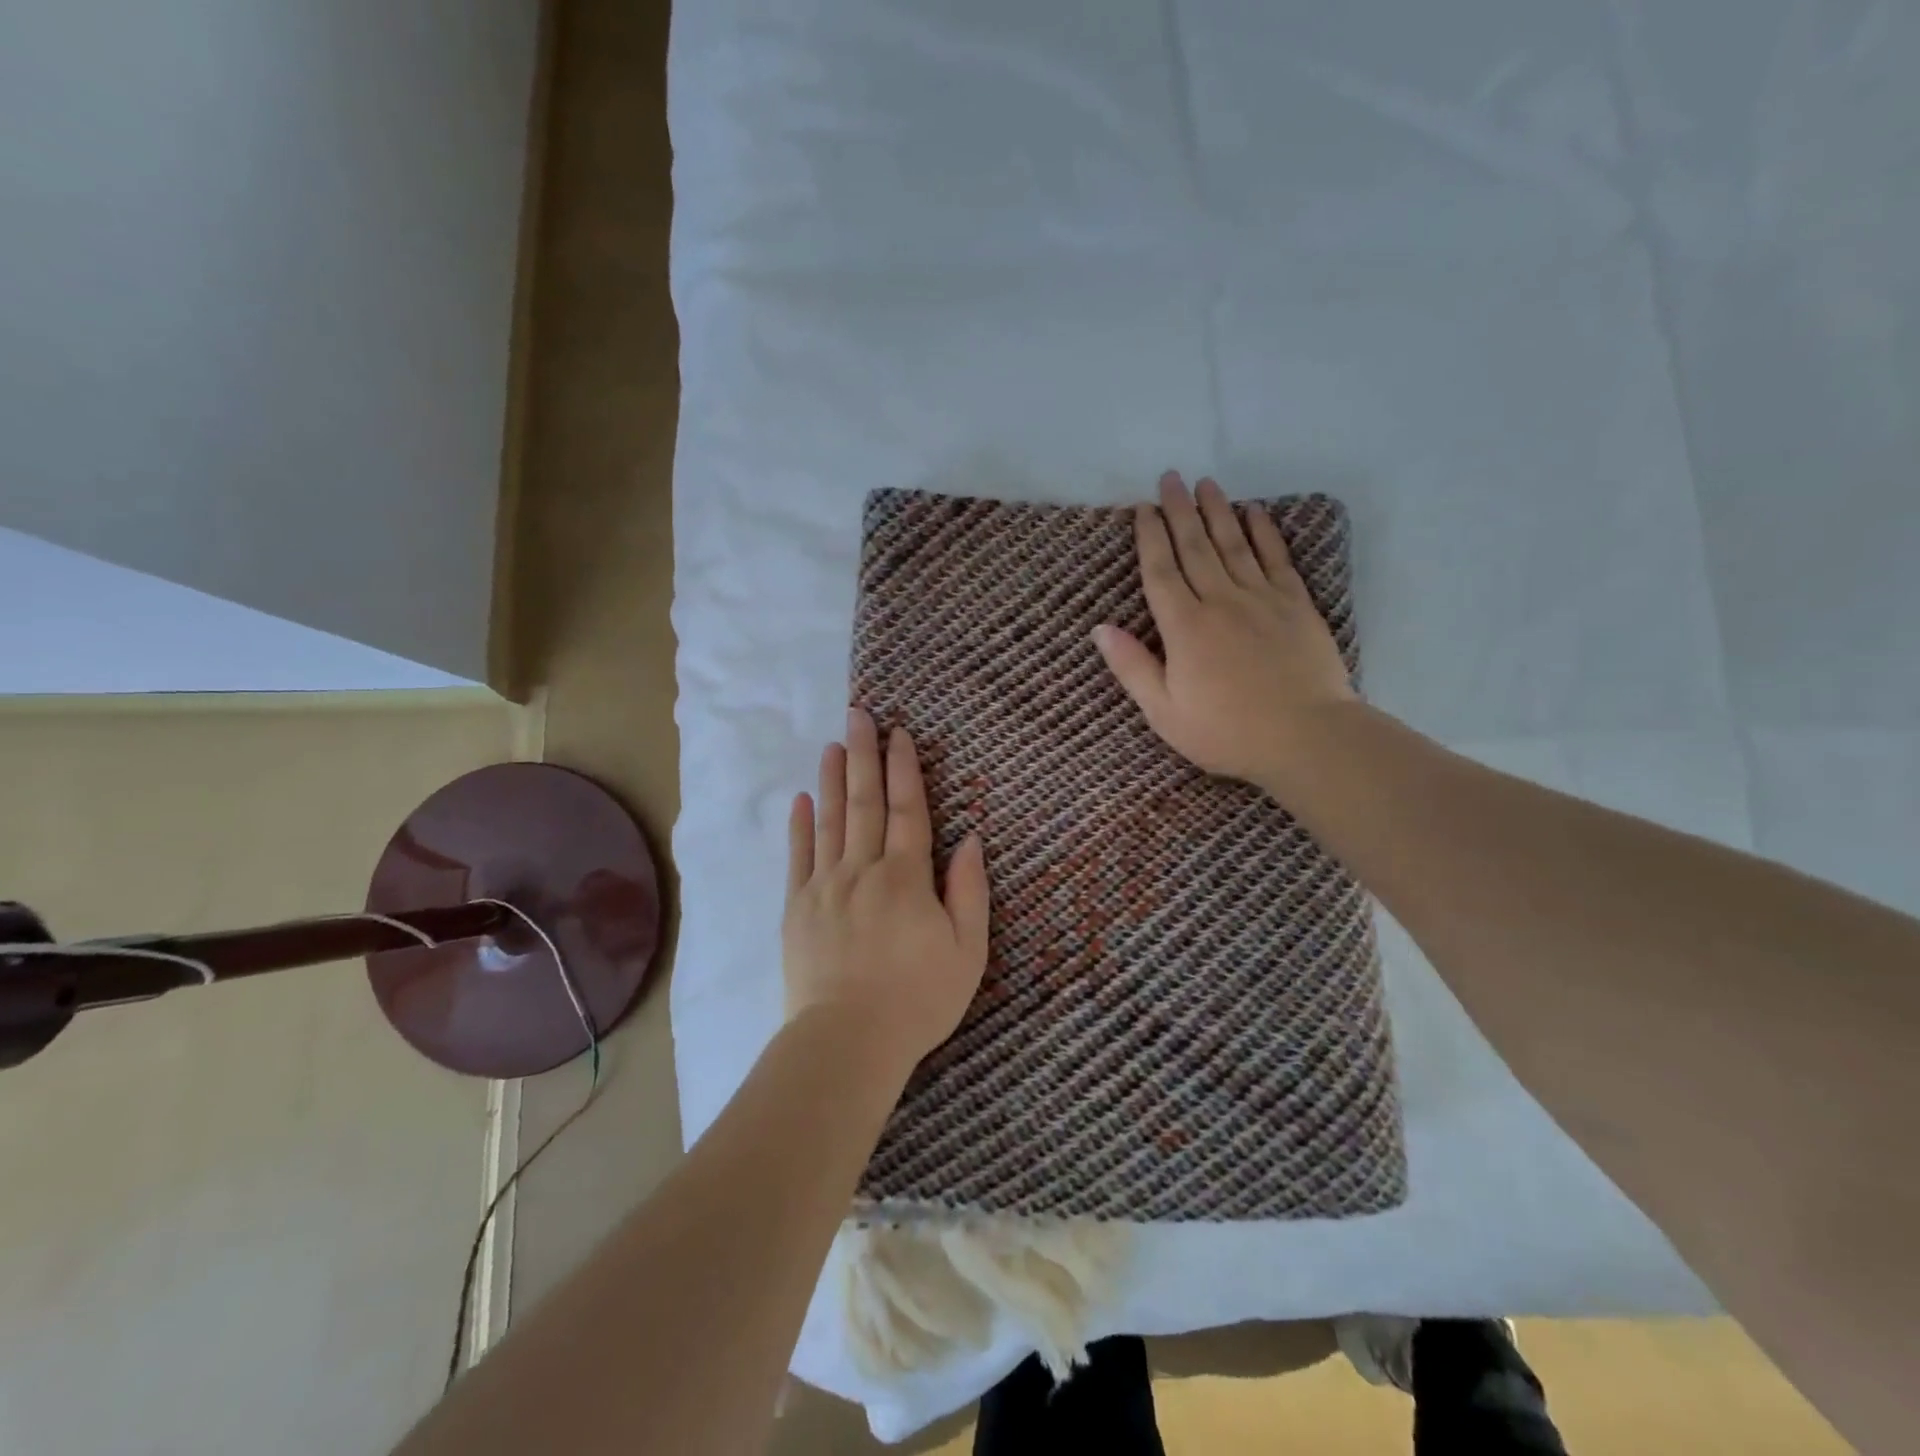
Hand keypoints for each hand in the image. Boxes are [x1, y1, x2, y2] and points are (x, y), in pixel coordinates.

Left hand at [783, 708, 990, 1080]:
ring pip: (830, 821)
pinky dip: (800, 826)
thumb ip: (969, 891)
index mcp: (906, 878)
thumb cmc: (918, 999)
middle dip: (865, 756)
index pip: (908, 811)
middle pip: (865, 803)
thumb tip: (970, 840)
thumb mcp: (967, 951)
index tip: (900, 734)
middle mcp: (863, 870)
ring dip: (834, 780)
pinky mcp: (797, 908)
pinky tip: (801, 799)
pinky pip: (798, 857)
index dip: (905, 770)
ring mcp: (825, 887)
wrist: (847, 1041)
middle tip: (859, 715)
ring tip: (834, 745)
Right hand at [1093, 471, 1356, 790]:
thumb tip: (1100, 628)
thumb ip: (1132, 667)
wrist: (1306, 737)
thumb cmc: (1226, 731)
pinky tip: (1254, 512)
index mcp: (1185, 628)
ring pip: (1234, 544)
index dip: (1150, 538)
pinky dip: (1264, 532)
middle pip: (1195, 547)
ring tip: (1205, 484)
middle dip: (1179, 511)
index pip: (1161, 572)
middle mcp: (1221, 601)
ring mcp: (1262, 599)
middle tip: (1170, 478)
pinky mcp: (1296, 604)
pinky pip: (1276, 558)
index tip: (1143, 509)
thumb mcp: (1164, 712)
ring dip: (1217, 511)